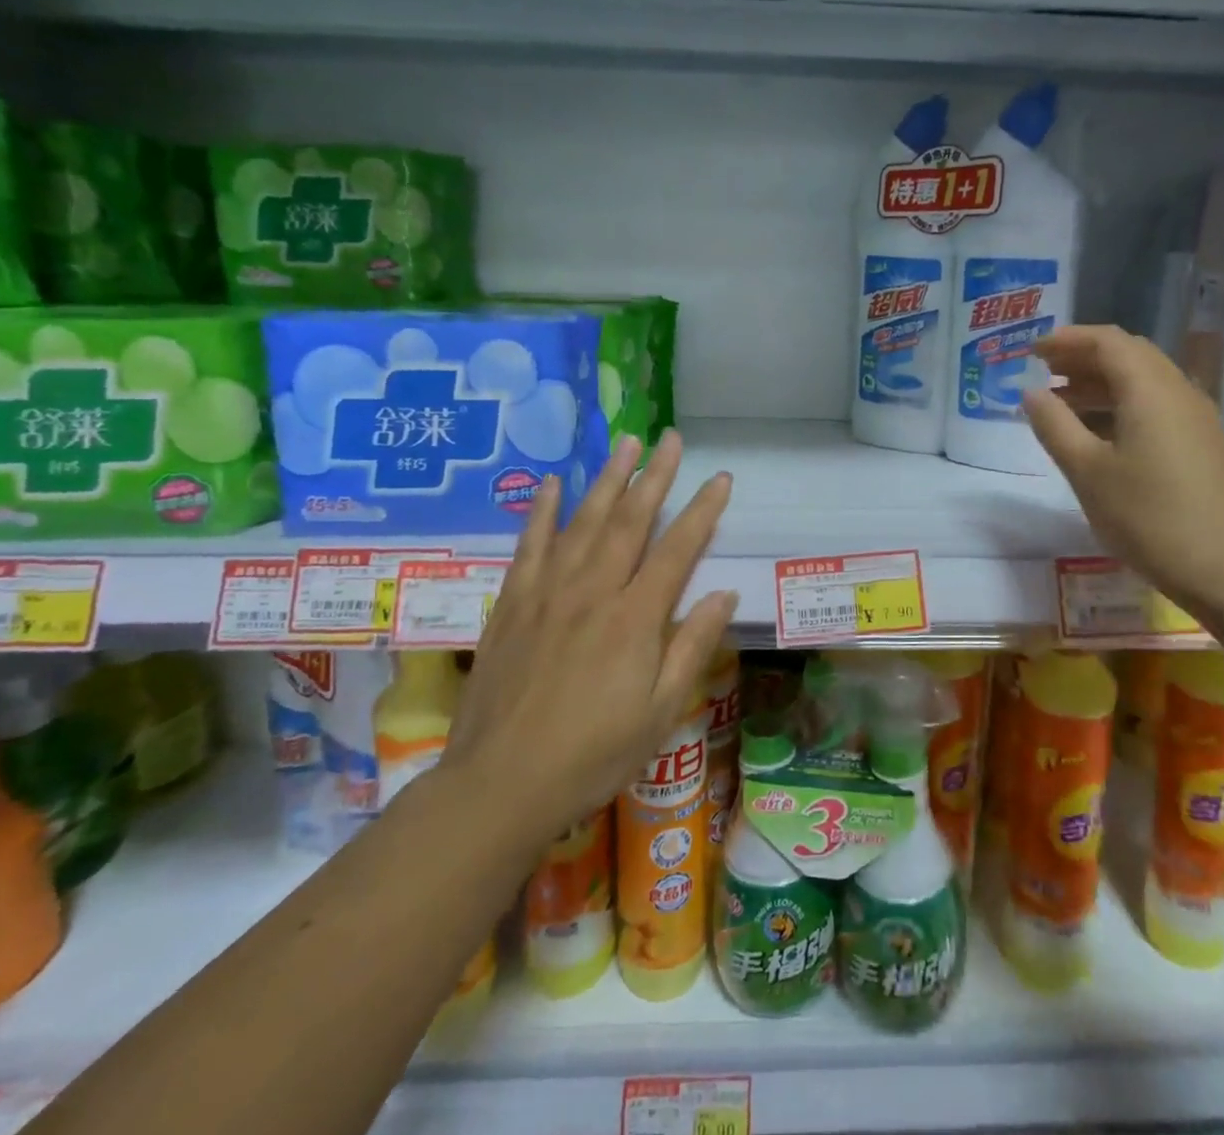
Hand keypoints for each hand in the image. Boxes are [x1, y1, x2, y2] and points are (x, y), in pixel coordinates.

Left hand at [442, 431, 736, 841]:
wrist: (500, 785)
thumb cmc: (593, 755)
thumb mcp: (661, 713)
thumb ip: (692, 647)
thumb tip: (724, 594)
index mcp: (634, 619)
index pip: (677, 550)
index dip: (702, 511)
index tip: (720, 479)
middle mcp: (593, 592)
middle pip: (630, 521)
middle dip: (655, 476)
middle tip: (671, 439)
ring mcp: (548, 593)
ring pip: (584, 522)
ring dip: (607, 479)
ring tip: (624, 444)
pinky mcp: (512, 604)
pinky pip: (529, 545)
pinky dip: (541, 510)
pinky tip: (552, 483)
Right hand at [1023, 326, 1223, 613]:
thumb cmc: (1151, 517)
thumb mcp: (1088, 472)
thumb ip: (1055, 426)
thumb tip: (1031, 393)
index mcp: (1150, 389)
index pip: (1107, 341)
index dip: (1067, 339)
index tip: (1031, 352)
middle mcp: (1178, 392)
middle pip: (1128, 355)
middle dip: (1083, 358)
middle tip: (1044, 372)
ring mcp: (1195, 419)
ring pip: (1143, 382)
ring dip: (1101, 383)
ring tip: (1061, 403)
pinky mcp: (1202, 445)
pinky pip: (1156, 406)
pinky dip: (1121, 406)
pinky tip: (1098, 435)